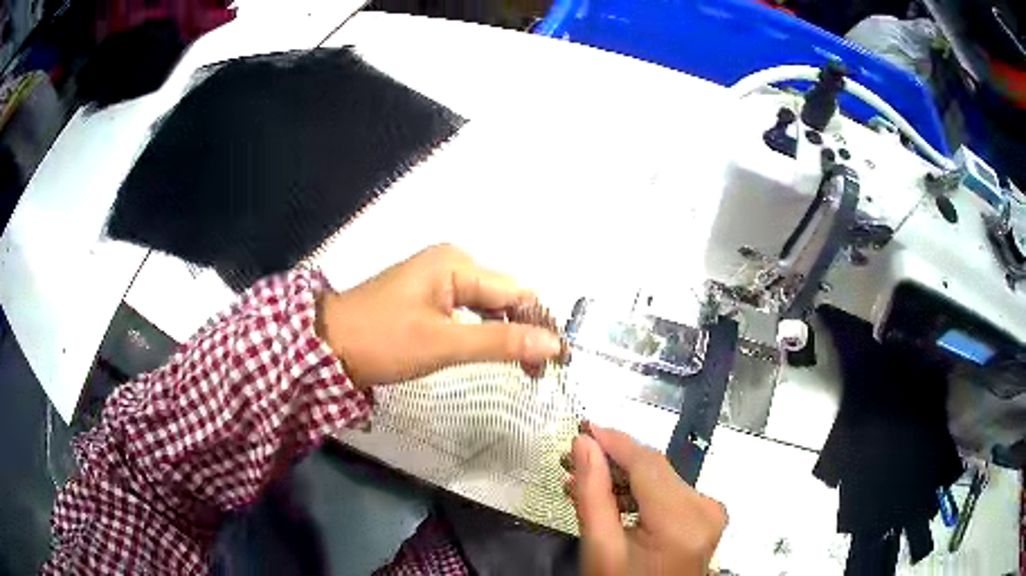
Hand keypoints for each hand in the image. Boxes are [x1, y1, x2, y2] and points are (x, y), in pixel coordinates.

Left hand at [318, 244, 563, 388]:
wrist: (326, 346)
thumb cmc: (383, 341)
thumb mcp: (444, 344)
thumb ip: (501, 342)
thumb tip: (553, 344)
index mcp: (457, 263)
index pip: (516, 292)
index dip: (540, 324)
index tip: (556, 361)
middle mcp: (452, 263)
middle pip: (504, 295)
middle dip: (525, 330)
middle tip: (539, 372)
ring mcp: (437, 279)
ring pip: (488, 304)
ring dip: (507, 332)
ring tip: (524, 367)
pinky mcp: (427, 297)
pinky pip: (467, 310)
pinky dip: (484, 331)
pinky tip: (492, 350)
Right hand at [568, 423, 726, 575]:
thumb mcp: (600, 548)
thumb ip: (592, 494)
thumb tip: (584, 445)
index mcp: (683, 520)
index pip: (648, 464)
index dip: (615, 441)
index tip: (584, 428)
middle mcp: (705, 508)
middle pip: (655, 470)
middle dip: (613, 462)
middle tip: (573, 460)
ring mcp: (709, 512)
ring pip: (661, 479)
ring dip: (623, 477)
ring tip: (584, 481)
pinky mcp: (706, 517)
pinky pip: (669, 493)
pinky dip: (640, 492)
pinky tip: (611, 497)